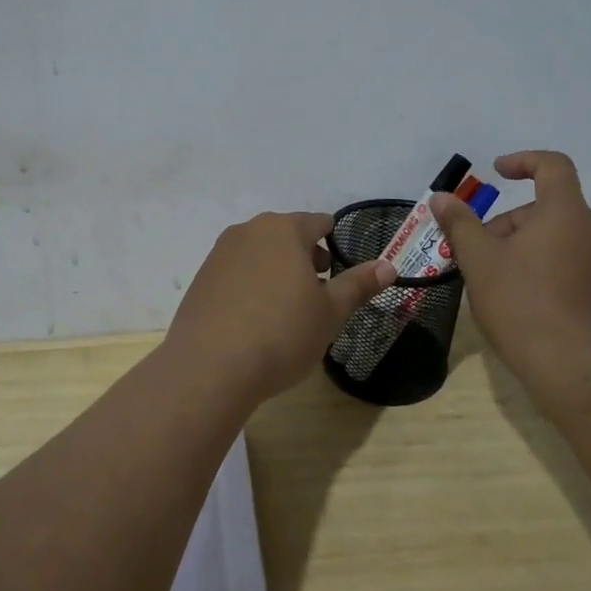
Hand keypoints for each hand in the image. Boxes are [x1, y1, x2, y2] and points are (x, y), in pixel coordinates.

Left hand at [164, 212, 396, 406]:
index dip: (333, 242)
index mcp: (284, 230)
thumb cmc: (282, 333)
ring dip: (277, 271)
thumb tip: (388, 266)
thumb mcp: (330, 312)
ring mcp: (220, 254)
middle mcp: (249, 231)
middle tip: (320, 290)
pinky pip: (236, 273)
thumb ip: (358, 285)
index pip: (318, 223)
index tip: (340, 267)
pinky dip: (251, 285)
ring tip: (288, 308)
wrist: (210, 367)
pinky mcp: (201, 279)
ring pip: (259, 253)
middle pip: (286, 235)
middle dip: (305, 257)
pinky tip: (256, 319)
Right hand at [430, 151, 590, 387]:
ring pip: (555, 238)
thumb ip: (460, 224)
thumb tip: (442, 197)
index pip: (553, 165)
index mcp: (565, 214)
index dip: (523, 161)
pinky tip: (516, 301)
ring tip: (491, 280)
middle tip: (476, 251)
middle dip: (508, 222)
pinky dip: (539, 268)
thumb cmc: (522, 304)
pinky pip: (567, 264)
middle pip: (547, 208)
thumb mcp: (479, 260)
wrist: (574, 369)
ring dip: (521, 247)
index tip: (496, 173)